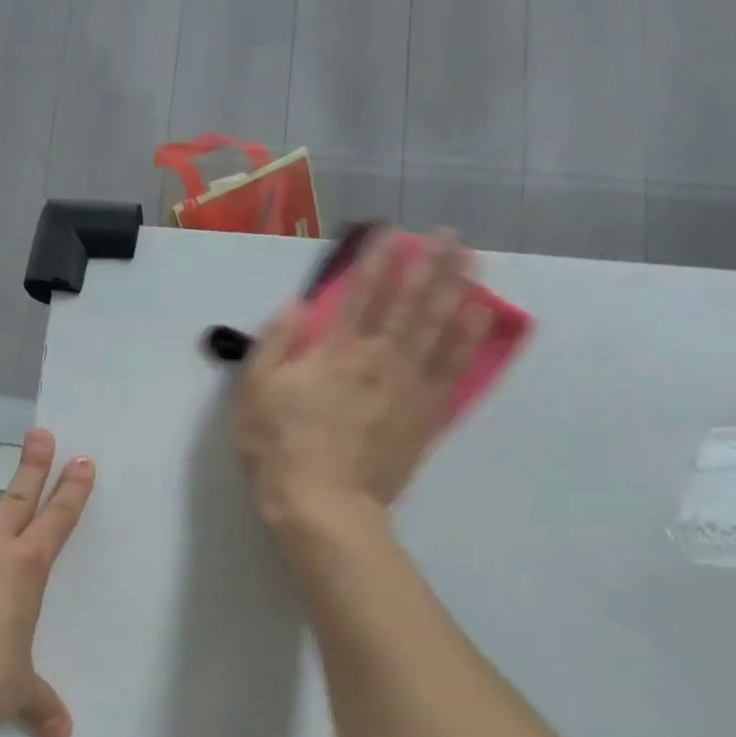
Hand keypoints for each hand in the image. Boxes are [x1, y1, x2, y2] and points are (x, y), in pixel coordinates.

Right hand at [231, 229, 490, 531]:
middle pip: (409, 302)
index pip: (360, 293)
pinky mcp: (425, 416)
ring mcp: (407, 386)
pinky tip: (481, 319)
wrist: (323, 505)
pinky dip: (469, 340)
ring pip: (439, 328)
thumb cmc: (280, 449)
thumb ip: (274, 343)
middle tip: (448, 234)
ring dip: (457, 290)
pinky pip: (453, 370)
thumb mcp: (254, 393)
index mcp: (335, 351)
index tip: (392, 231)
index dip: (376, 258)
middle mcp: (378, 358)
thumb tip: (295, 305)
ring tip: (473, 262)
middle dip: (429, 264)